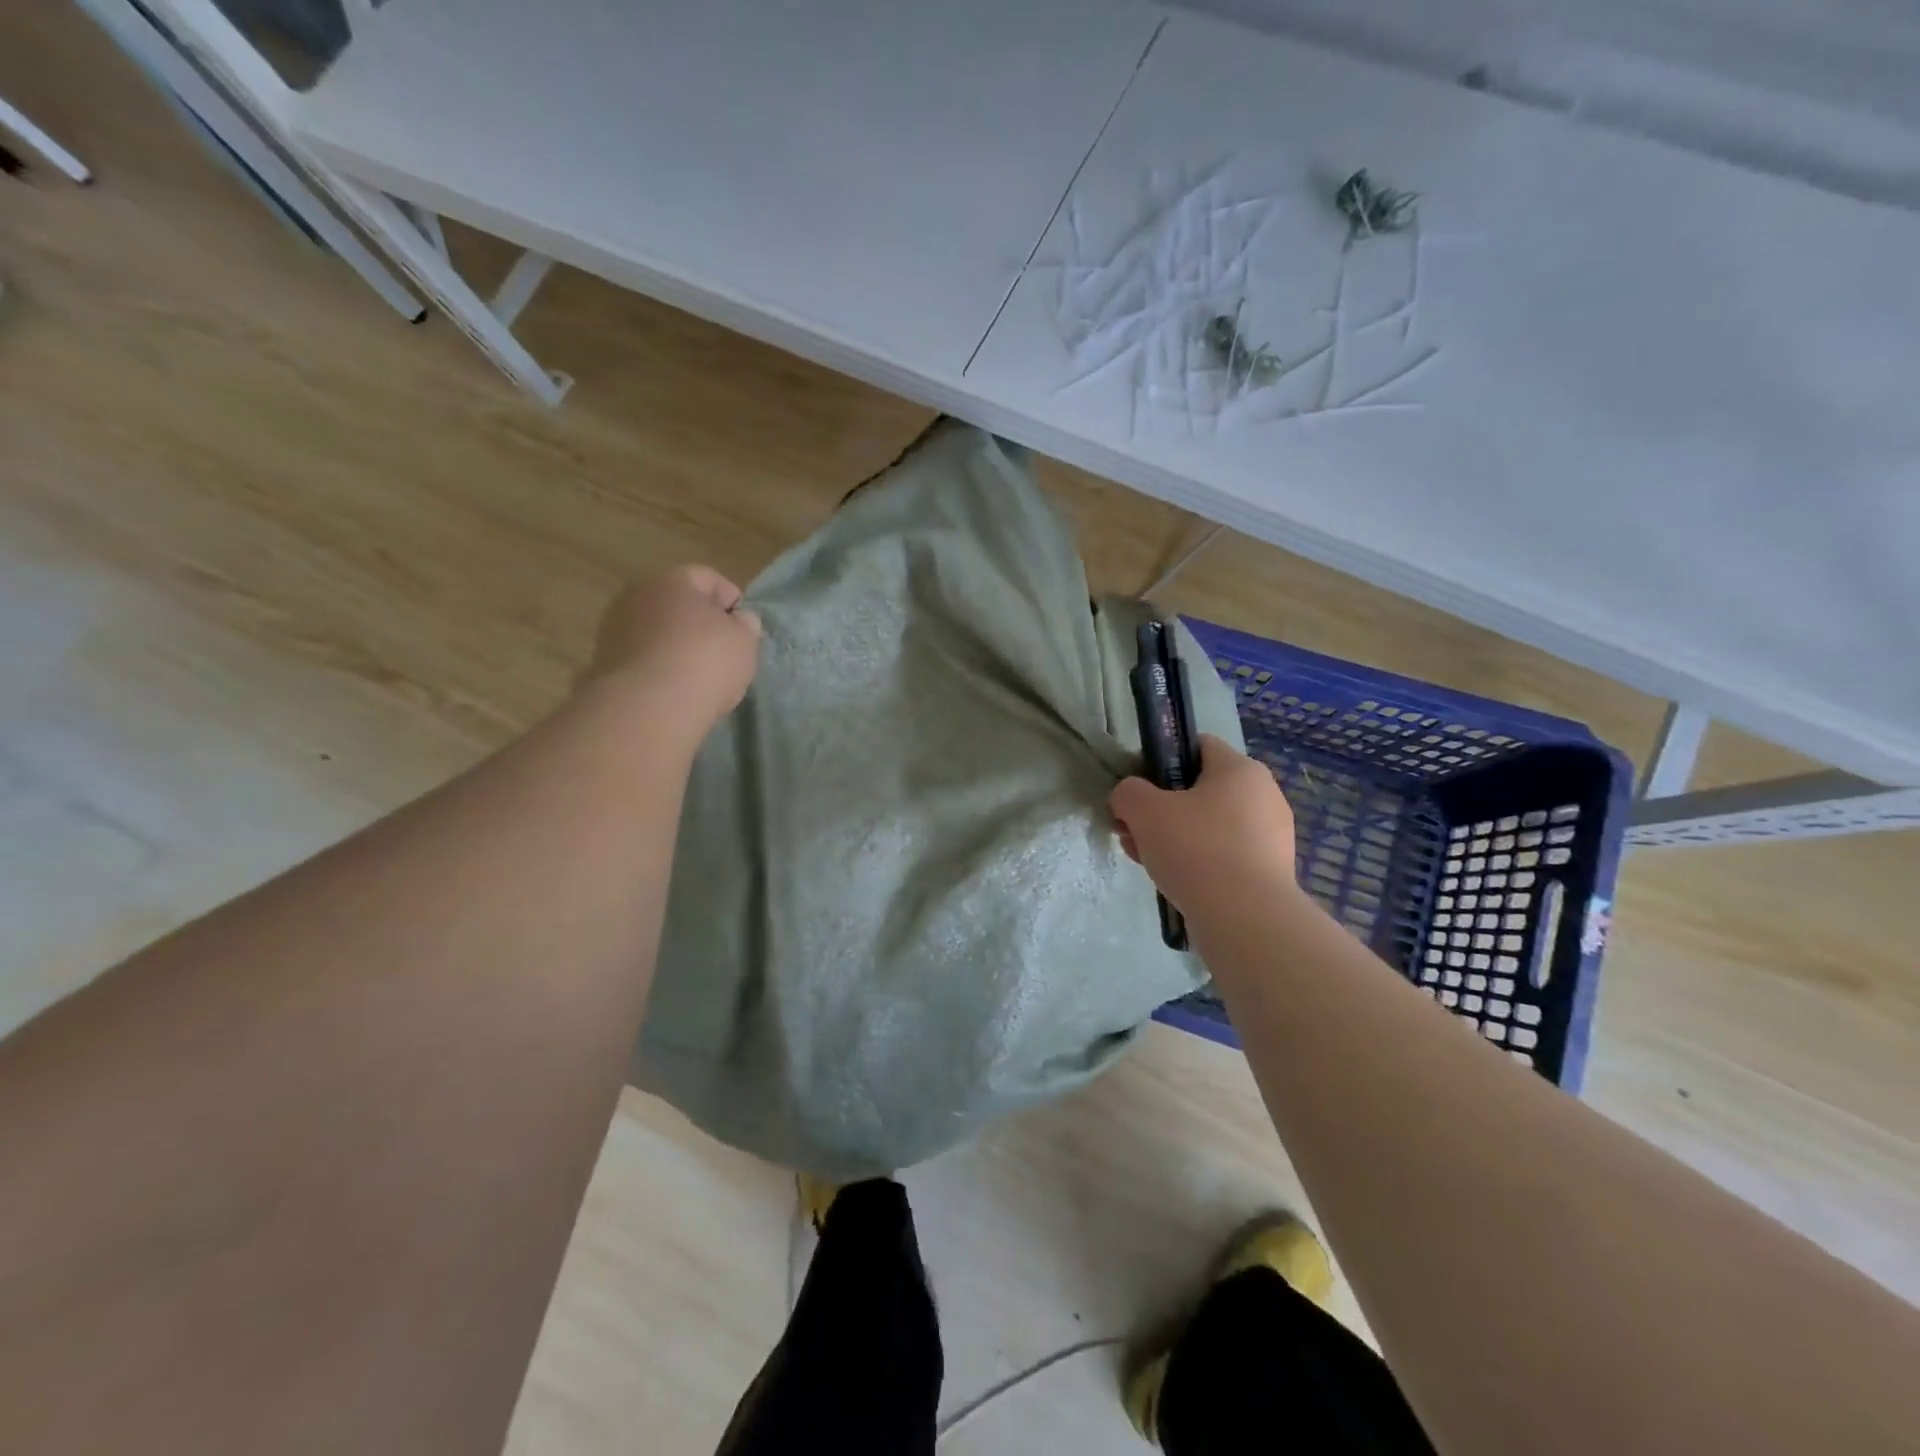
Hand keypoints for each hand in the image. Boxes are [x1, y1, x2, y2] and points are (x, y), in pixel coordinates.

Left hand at [583, 566, 762, 745]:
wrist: (648, 707)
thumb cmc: (706, 662)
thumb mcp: (745, 642)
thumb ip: (746, 625)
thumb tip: (740, 620)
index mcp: (675, 581)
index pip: (708, 578)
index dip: (730, 599)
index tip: (743, 627)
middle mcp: (639, 595)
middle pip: (677, 603)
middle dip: (698, 622)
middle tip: (720, 649)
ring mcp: (615, 628)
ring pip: (655, 630)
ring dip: (673, 644)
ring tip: (694, 673)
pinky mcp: (602, 662)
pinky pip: (640, 657)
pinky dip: (656, 666)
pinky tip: (671, 688)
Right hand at [1110, 735, 1298, 920]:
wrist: (1245, 919)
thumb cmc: (1195, 849)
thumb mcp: (1144, 811)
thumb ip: (1128, 793)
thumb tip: (1129, 797)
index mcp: (1241, 769)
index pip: (1197, 746)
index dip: (1161, 761)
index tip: (1138, 790)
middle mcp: (1264, 796)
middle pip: (1199, 790)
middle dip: (1161, 809)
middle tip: (1133, 832)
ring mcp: (1271, 836)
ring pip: (1208, 826)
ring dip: (1174, 838)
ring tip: (1147, 862)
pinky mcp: (1270, 871)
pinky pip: (1224, 855)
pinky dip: (1198, 863)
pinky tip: (1174, 882)